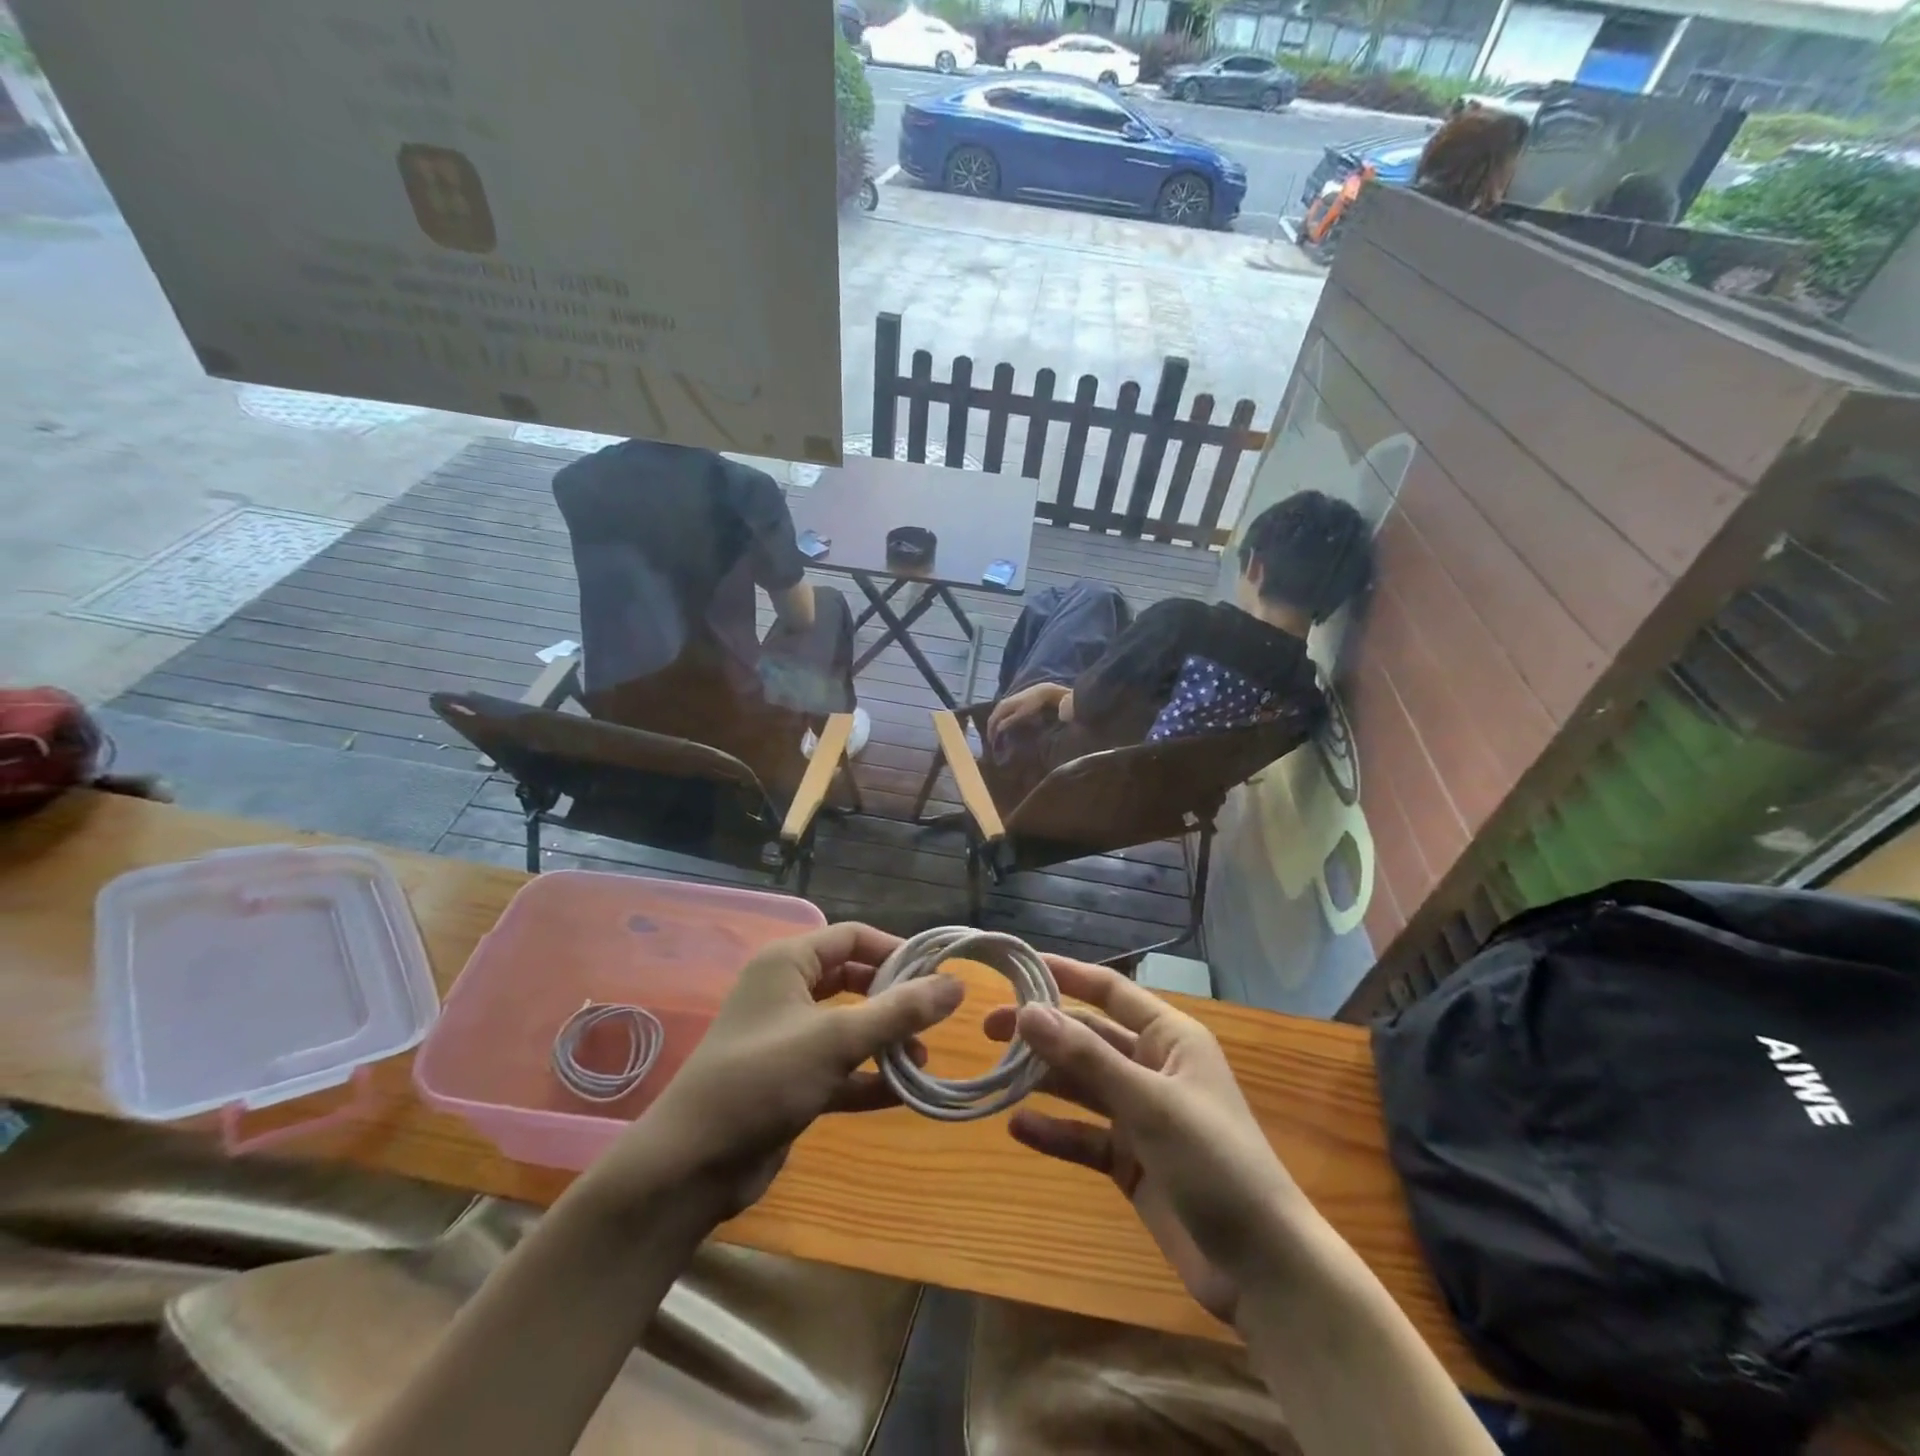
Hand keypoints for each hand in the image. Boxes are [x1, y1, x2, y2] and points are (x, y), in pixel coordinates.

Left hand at [608, 923, 962, 1220]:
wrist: (692, 1165)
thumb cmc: (764, 1079)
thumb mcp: (837, 1039)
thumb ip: (900, 1011)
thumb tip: (957, 985)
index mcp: (788, 963)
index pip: (852, 937)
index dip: (896, 950)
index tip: (937, 974)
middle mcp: (787, 992)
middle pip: (853, 980)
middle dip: (894, 998)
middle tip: (935, 1018)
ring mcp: (787, 1038)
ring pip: (848, 1026)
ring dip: (885, 1041)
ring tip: (923, 1061)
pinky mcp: (790, 1081)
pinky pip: (839, 1068)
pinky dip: (868, 1077)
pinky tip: (902, 1094)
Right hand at [984, 958, 1304, 1325]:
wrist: (1263, 1269)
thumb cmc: (1214, 1162)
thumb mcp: (1149, 1103)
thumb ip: (1086, 1058)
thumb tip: (1027, 1011)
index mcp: (1170, 1038)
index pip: (1110, 991)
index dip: (1066, 974)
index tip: (1017, 966)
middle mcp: (1152, 1068)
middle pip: (1088, 1039)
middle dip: (1043, 1032)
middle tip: (989, 1029)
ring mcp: (1141, 1116)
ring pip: (1082, 1086)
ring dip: (1043, 1080)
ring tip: (996, 1076)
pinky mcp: (1131, 1161)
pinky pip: (1084, 1136)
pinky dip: (1054, 1131)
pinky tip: (1018, 1128)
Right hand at [986, 683, 1068, 742]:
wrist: (1040, 693)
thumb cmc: (1032, 706)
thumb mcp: (1021, 715)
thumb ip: (1008, 722)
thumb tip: (998, 730)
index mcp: (1002, 707)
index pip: (992, 722)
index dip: (991, 734)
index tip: (993, 745)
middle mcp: (1001, 704)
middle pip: (992, 719)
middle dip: (991, 731)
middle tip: (993, 743)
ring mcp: (1005, 702)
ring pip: (995, 716)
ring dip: (994, 727)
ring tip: (996, 736)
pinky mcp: (1009, 702)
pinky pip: (999, 714)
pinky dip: (998, 722)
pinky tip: (1002, 727)